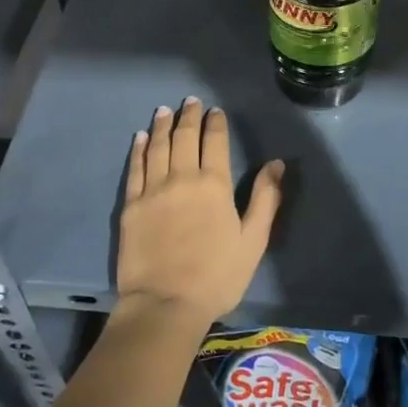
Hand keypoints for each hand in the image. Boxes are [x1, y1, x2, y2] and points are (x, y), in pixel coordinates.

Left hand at [116, 98, 284, 327]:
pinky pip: (135, 169)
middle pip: (184, 137)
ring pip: (157, 147)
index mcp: (214, 185)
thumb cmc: (217, 276)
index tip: (215, 111)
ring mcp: (153, 190)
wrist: (165, 305)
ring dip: (162, 125)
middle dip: (188, 116)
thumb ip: (265, 199)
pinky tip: (140, 138)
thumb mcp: (253, 241)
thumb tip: (276, 164)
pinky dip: (138, 149)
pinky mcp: (131, 206)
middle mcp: (182, 178)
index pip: (214, 142)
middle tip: (190, 101)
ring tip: (165, 110)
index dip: (215, 123)